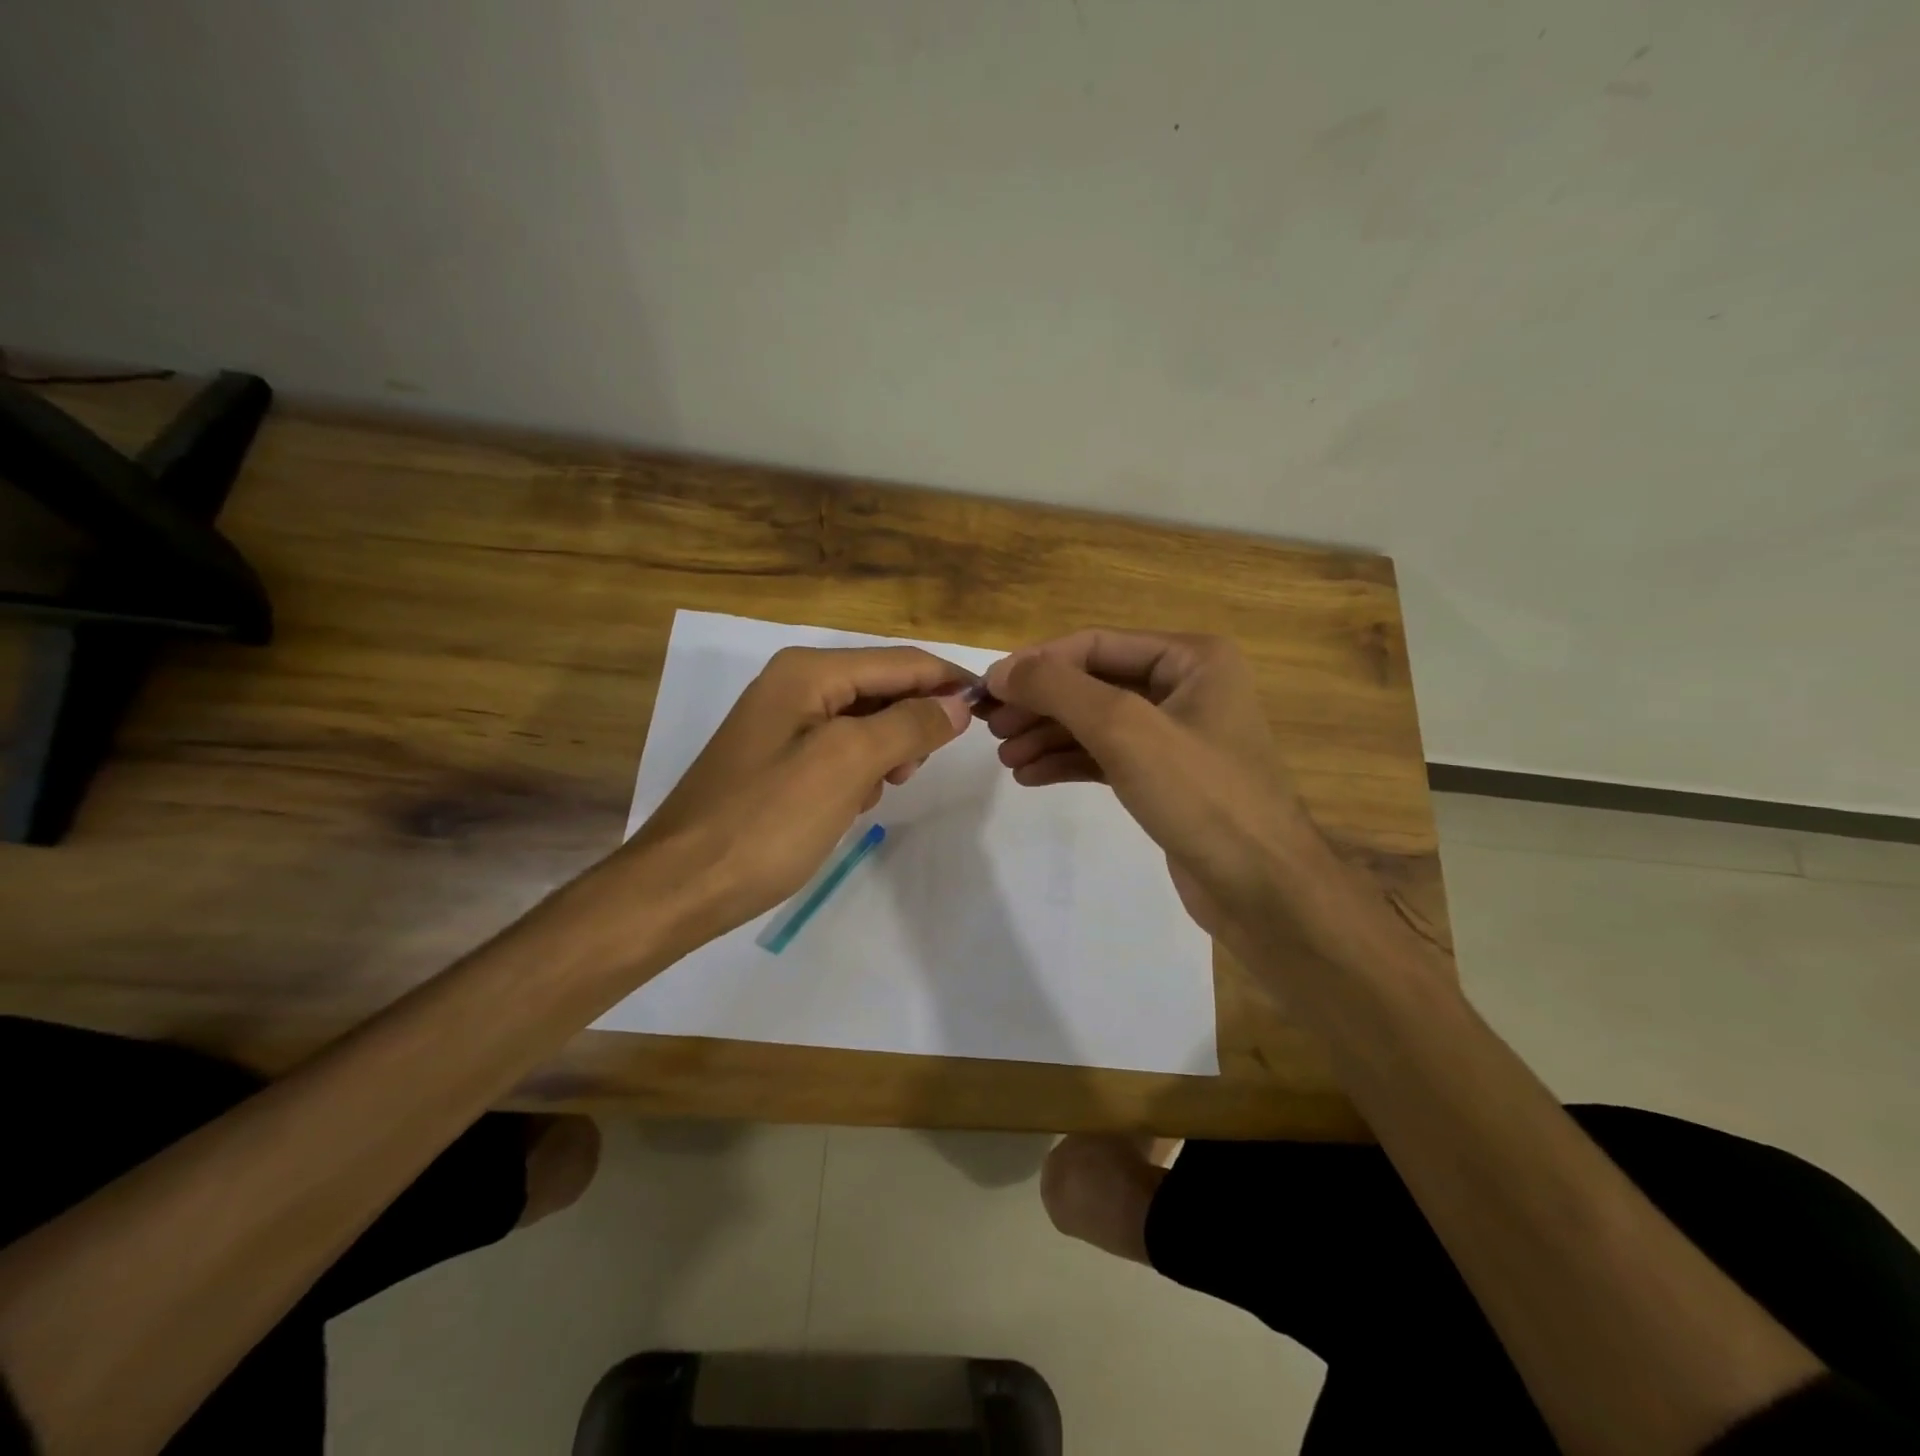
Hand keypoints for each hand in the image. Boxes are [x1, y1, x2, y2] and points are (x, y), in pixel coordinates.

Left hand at [616, 645, 974, 944]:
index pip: (902, 662)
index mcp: (808, 672)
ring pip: (865, 722)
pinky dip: (858, 772)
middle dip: (912, 724)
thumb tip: (956, 705)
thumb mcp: (847, 764)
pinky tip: (849, 805)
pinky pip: (840, 750)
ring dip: (886, 753)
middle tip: (913, 771)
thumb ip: (908, 725)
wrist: (682, 885)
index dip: (950, 683)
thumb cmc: (767, 821)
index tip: (992, 712)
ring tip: (877, 792)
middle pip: (883, 687)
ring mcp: (783, 722)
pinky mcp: (778, 759)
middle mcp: (794, 684)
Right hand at [981, 629, 1388, 968]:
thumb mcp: (1124, 729)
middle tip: (990, 727)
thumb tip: (1002, 670)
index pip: (1095, 644)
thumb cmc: (1201, 795)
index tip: (987, 690)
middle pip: (1093, 682)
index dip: (1037, 663)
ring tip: (1006, 757)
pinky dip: (1069, 761)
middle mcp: (1186, 686)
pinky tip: (1030, 775)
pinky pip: (1107, 756)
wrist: (1262, 889)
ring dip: (1049, 735)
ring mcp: (1177, 734)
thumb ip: (1059, 690)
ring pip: (1097, 722)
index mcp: (1191, 657)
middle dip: (1041, 704)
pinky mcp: (1166, 777)